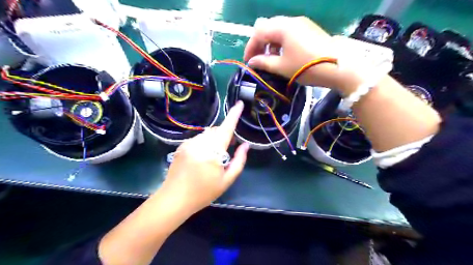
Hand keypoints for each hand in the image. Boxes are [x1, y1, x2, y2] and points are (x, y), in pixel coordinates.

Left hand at [162, 101, 250, 213]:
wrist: (174, 199)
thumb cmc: (203, 192)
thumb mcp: (227, 180)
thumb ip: (239, 161)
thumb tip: (245, 145)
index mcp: (212, 152)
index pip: (226, 129)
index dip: (233, 115)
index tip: (239, 104)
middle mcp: (199, 143)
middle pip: (216, 130)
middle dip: (225, 134)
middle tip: (230, 147)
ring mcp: (188, 143)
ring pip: (207, 134)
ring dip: (214, 139)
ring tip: (214, 155)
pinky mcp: (181, 146)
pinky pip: (198, 138)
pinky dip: (204, 142)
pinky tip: (202, 157)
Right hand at [246, 16, 342, 88]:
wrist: (339, 67)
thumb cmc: (307, 67)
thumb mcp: (282, 67)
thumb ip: (264, 63)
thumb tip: (252, 63)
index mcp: (283, 27)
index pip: (258, 32)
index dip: (250, 47)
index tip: (247, 62)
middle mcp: (291, 21)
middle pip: (268, 27)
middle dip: (259, 44)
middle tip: (257, 60)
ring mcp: (302, 24)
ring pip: (278, 30)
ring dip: (270, 44)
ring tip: (270, 60)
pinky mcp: (309, 30)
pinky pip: (289, 33)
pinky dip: (281, 43)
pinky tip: (284, 55)